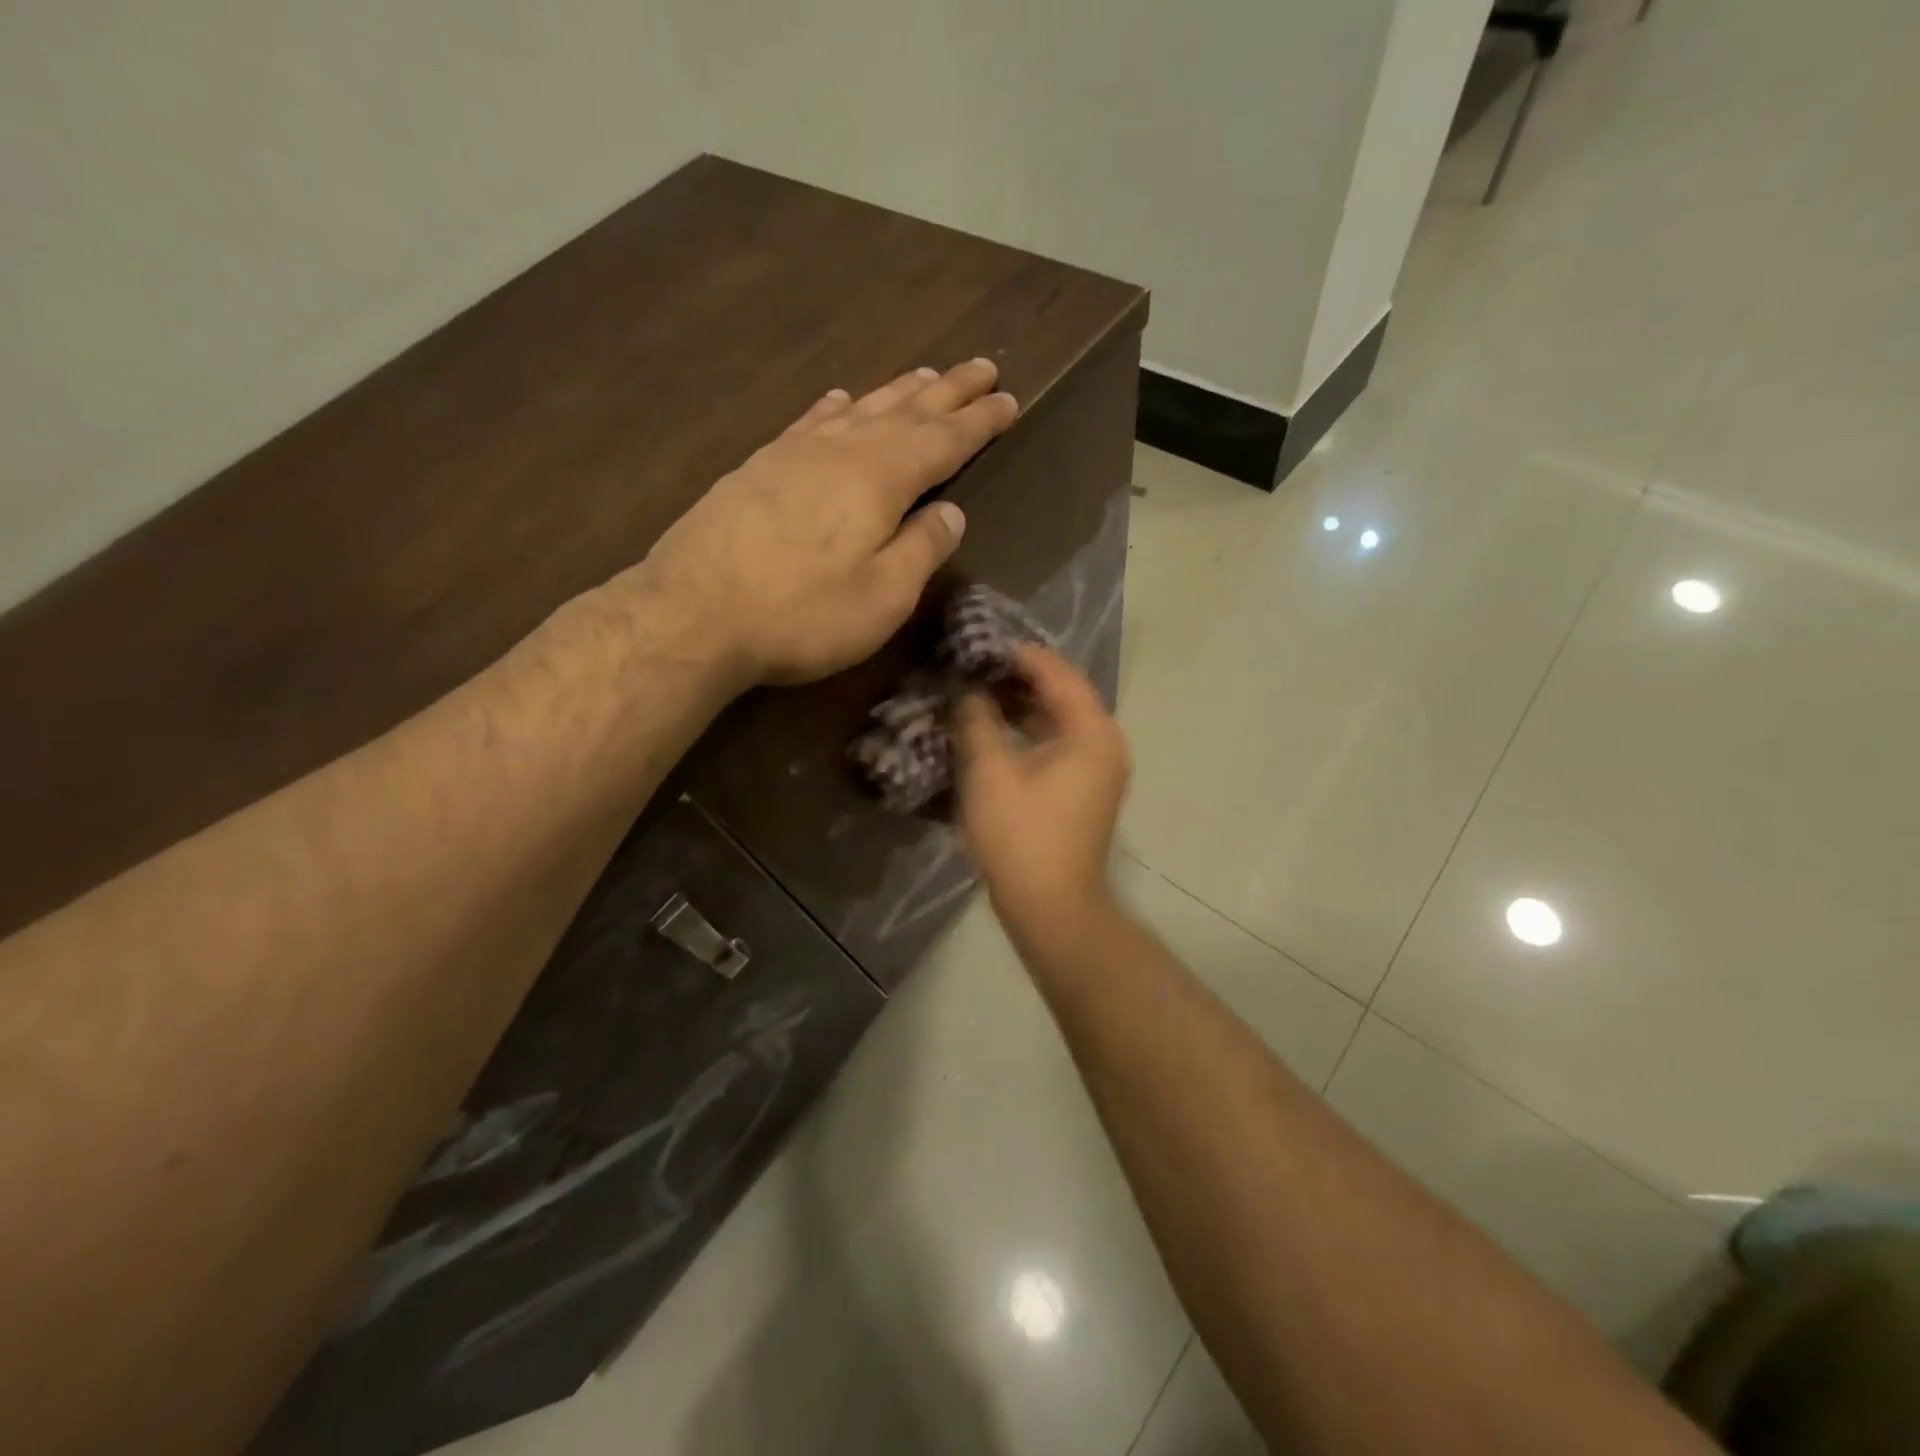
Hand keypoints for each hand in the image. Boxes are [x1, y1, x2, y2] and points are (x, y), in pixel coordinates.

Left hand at [634, 358, 1018, 685]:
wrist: (694, 614)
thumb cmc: (802, 613)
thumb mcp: (882, 596)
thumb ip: (922, 550)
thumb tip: (951, 512)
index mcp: (881, 479)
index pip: (944, 441)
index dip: (979, 422)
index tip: (1009, 399)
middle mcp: (841, 451)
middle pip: (905, 411)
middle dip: (948, 391)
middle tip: (982, 367)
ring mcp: (794, 454)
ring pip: (859, 409)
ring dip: (897, 391)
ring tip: (926, 374)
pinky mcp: (758, 468)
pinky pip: (810, 422)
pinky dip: (834, 407)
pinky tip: (839, 399)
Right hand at [954, 644, 1130, 953]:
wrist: (1051, 908)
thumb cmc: (1021, 836)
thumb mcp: (989, 772)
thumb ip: (976, 719)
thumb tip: (965, 687)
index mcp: (1092, 731)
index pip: (1057, 672)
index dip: (1017, 655)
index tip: (978, 644)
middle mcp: (1106, 743)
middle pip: (1063, 692)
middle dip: (1018, 677)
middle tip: (974, 666)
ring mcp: (1100, 769)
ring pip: (1061, 719)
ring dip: (1023, 704)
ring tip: (979, 693)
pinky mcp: (1087, 790)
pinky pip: (1060, 743)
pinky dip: (1031, 731)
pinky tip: (996, 732)